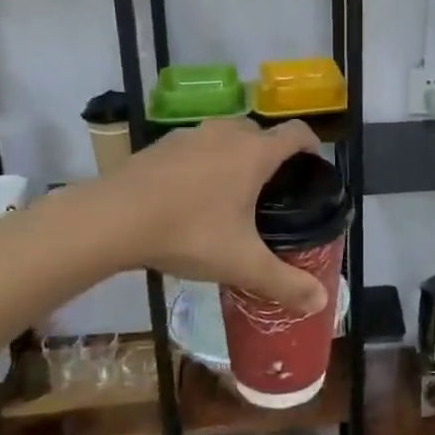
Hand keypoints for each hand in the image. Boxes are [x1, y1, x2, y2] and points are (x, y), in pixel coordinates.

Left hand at [107, 118, 329, 313]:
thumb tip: (322, 302)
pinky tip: (189, 194)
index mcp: (255, 153)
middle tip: (271, 190)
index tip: (312, 164)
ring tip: (230, 192)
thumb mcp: (242, 263)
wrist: (113, 219)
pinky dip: (202, 161)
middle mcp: (227, 133)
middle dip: (271, 154)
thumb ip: (284, 282)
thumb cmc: (189, 233)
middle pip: (260, 132)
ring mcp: (191, 134)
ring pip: (225, 136)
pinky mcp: (161, 144)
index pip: (296, 132)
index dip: (311, 144)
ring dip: (235, 155)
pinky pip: (195, 146)